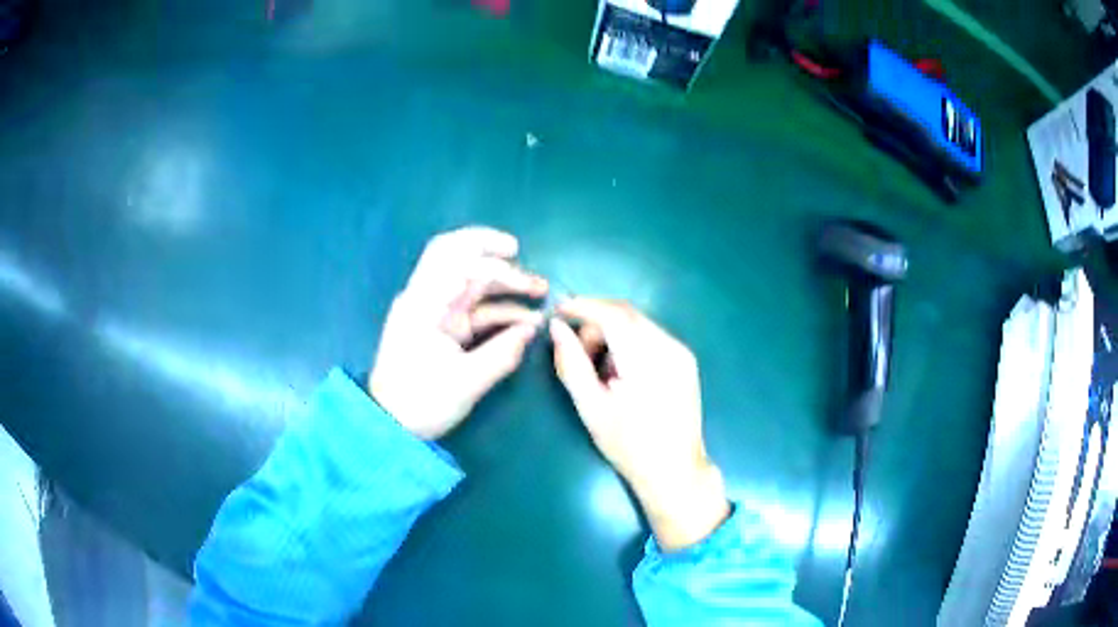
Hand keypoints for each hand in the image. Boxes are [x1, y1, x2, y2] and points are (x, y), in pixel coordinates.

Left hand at [370, 227, 547, 439]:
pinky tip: (524, 321)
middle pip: (461, 261)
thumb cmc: (421, 402)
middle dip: (498, 260)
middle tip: (530, 271)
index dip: (487, 249)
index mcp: (424, 304)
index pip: (453, 256)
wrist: (390, 425)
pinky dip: (498, 311)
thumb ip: (502, 353)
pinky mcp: (441, 329)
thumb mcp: (466, 382)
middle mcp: (427, 300)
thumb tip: (532, 330)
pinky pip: (473, 310)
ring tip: (539, 295)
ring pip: (471, 285)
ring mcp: (434, 314)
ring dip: (504, 286)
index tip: (518, 256)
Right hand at [549, 299, 729, 550]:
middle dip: (596, 324)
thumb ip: (571, 363)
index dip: (584, 306)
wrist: (675, 471)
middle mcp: (671, 347)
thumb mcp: (591, 407)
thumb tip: (557, 327)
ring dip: (612, 335)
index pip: (614, 314)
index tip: (558, 310)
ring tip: (600, 373)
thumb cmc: (629, 446)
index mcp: (649, 360)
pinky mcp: (686, 360)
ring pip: (638, 324)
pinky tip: (620, 374)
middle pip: (626, 315)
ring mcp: (682, 353)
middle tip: (577, 354)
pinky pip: (650, 337)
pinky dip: (628, 344)